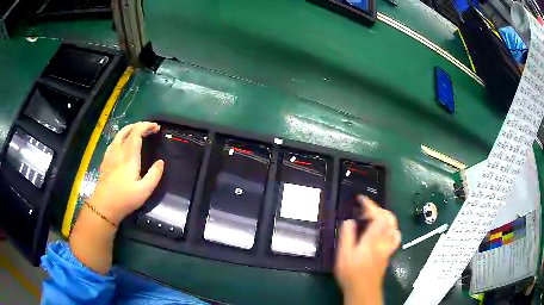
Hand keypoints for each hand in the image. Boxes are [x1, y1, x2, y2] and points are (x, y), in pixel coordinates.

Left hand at [89, 121, 164, 224]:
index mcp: (129, 156)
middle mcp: (119, 151)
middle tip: (150, 129)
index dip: (146, 126)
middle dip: (139, 125)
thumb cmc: (125, 199)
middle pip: (128, 130)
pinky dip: (121, 137)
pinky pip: (113, 142)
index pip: (137, 133)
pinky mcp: (105, 160)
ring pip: (119, 134)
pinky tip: (123, 144)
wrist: (104, 206)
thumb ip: (154, 175)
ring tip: (138, 132)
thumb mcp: (145, 191)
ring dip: (130, 129)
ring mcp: (110, 155)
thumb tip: (161, 162)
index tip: (156, 127)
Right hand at [335, 196, 400, 304]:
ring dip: (384, 216)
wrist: (363, 289)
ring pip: (393, 225)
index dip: (370, 205)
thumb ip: (347, 236)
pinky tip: (384, 230)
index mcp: (373, 239)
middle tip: (364, 209)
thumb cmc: (352, 273)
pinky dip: (391, 228)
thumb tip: (349, 220)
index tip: (361, 199)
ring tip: (372, 217)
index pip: (377, 216)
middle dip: (378, 209)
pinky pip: (395, 236)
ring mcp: (388, 246)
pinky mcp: (389, 252)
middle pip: (389, 218)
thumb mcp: (343, 255)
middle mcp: (384, 240)